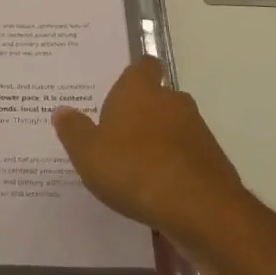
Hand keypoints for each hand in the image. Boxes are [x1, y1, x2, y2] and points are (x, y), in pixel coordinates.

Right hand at [52, 58, 245, 241]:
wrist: (199, 208)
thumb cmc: (134, 169)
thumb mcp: (88, 153)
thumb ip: (74, 130)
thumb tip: (62, 110)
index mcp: (139, 90)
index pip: (143, 66)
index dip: (135, 75)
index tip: (121, 90)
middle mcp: (172, 101)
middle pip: (158, 97)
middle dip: (143, 112)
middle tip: (118, 134)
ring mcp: (197, 130)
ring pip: (174, 127)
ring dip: (160, 141)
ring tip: (136, 167)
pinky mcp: (213, 160)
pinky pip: (187, 155)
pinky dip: (175, 166)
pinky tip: (159, 190)